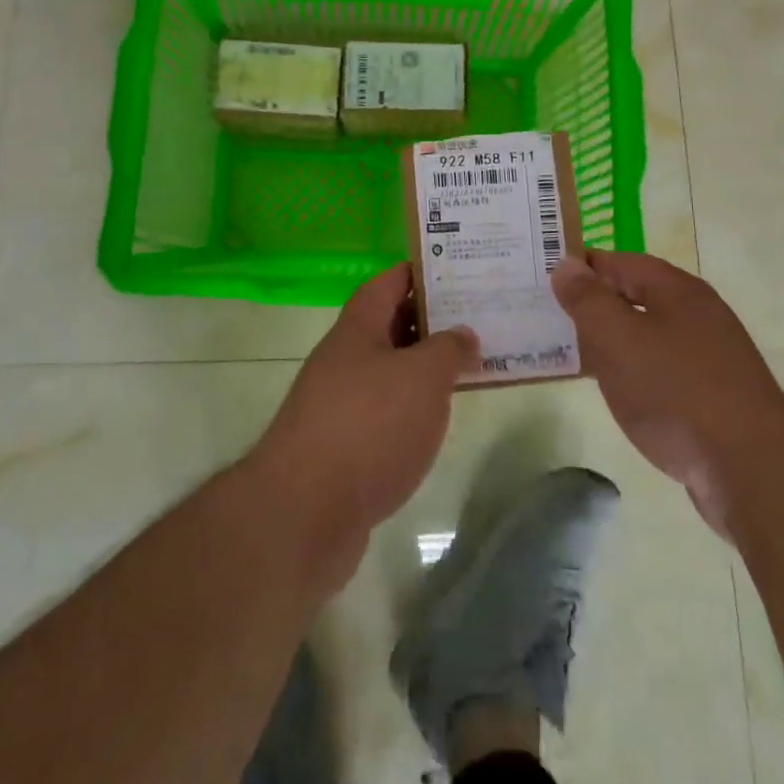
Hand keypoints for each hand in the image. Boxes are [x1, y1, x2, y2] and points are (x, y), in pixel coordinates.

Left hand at [250, 264, 476, 592]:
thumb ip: (449, 349)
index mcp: (357, 329)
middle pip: (390, 326)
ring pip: (390, 372)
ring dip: (425, 368)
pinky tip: (439, 420)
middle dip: (431, 321)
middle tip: (479, 318)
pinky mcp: (344, 448)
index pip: (388, 283)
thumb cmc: (368, 425)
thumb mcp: (422, 376)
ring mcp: (340, 404)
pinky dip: (414, 409)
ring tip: (470, 365)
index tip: (457, 270)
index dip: (420, 272)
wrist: (304, 513)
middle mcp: (344, 359)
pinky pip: (387, 413)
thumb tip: (464, 334)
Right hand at [551, 252, 783, 536]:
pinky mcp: (715, 397)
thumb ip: (588, 299)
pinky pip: (663, 370)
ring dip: (613, 341)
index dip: (583, 267)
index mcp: (677, 290)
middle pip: (636, 296)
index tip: (545, 279)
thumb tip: (566, 265)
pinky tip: (618, 392)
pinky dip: (635, 372)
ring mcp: (711, 357)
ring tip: (574, 354)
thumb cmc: (676, 392)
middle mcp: (698, 314)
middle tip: (551, 317)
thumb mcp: (618, 338)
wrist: (752, 471)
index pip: (620, 262)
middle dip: (595, 305)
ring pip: (649, 335)